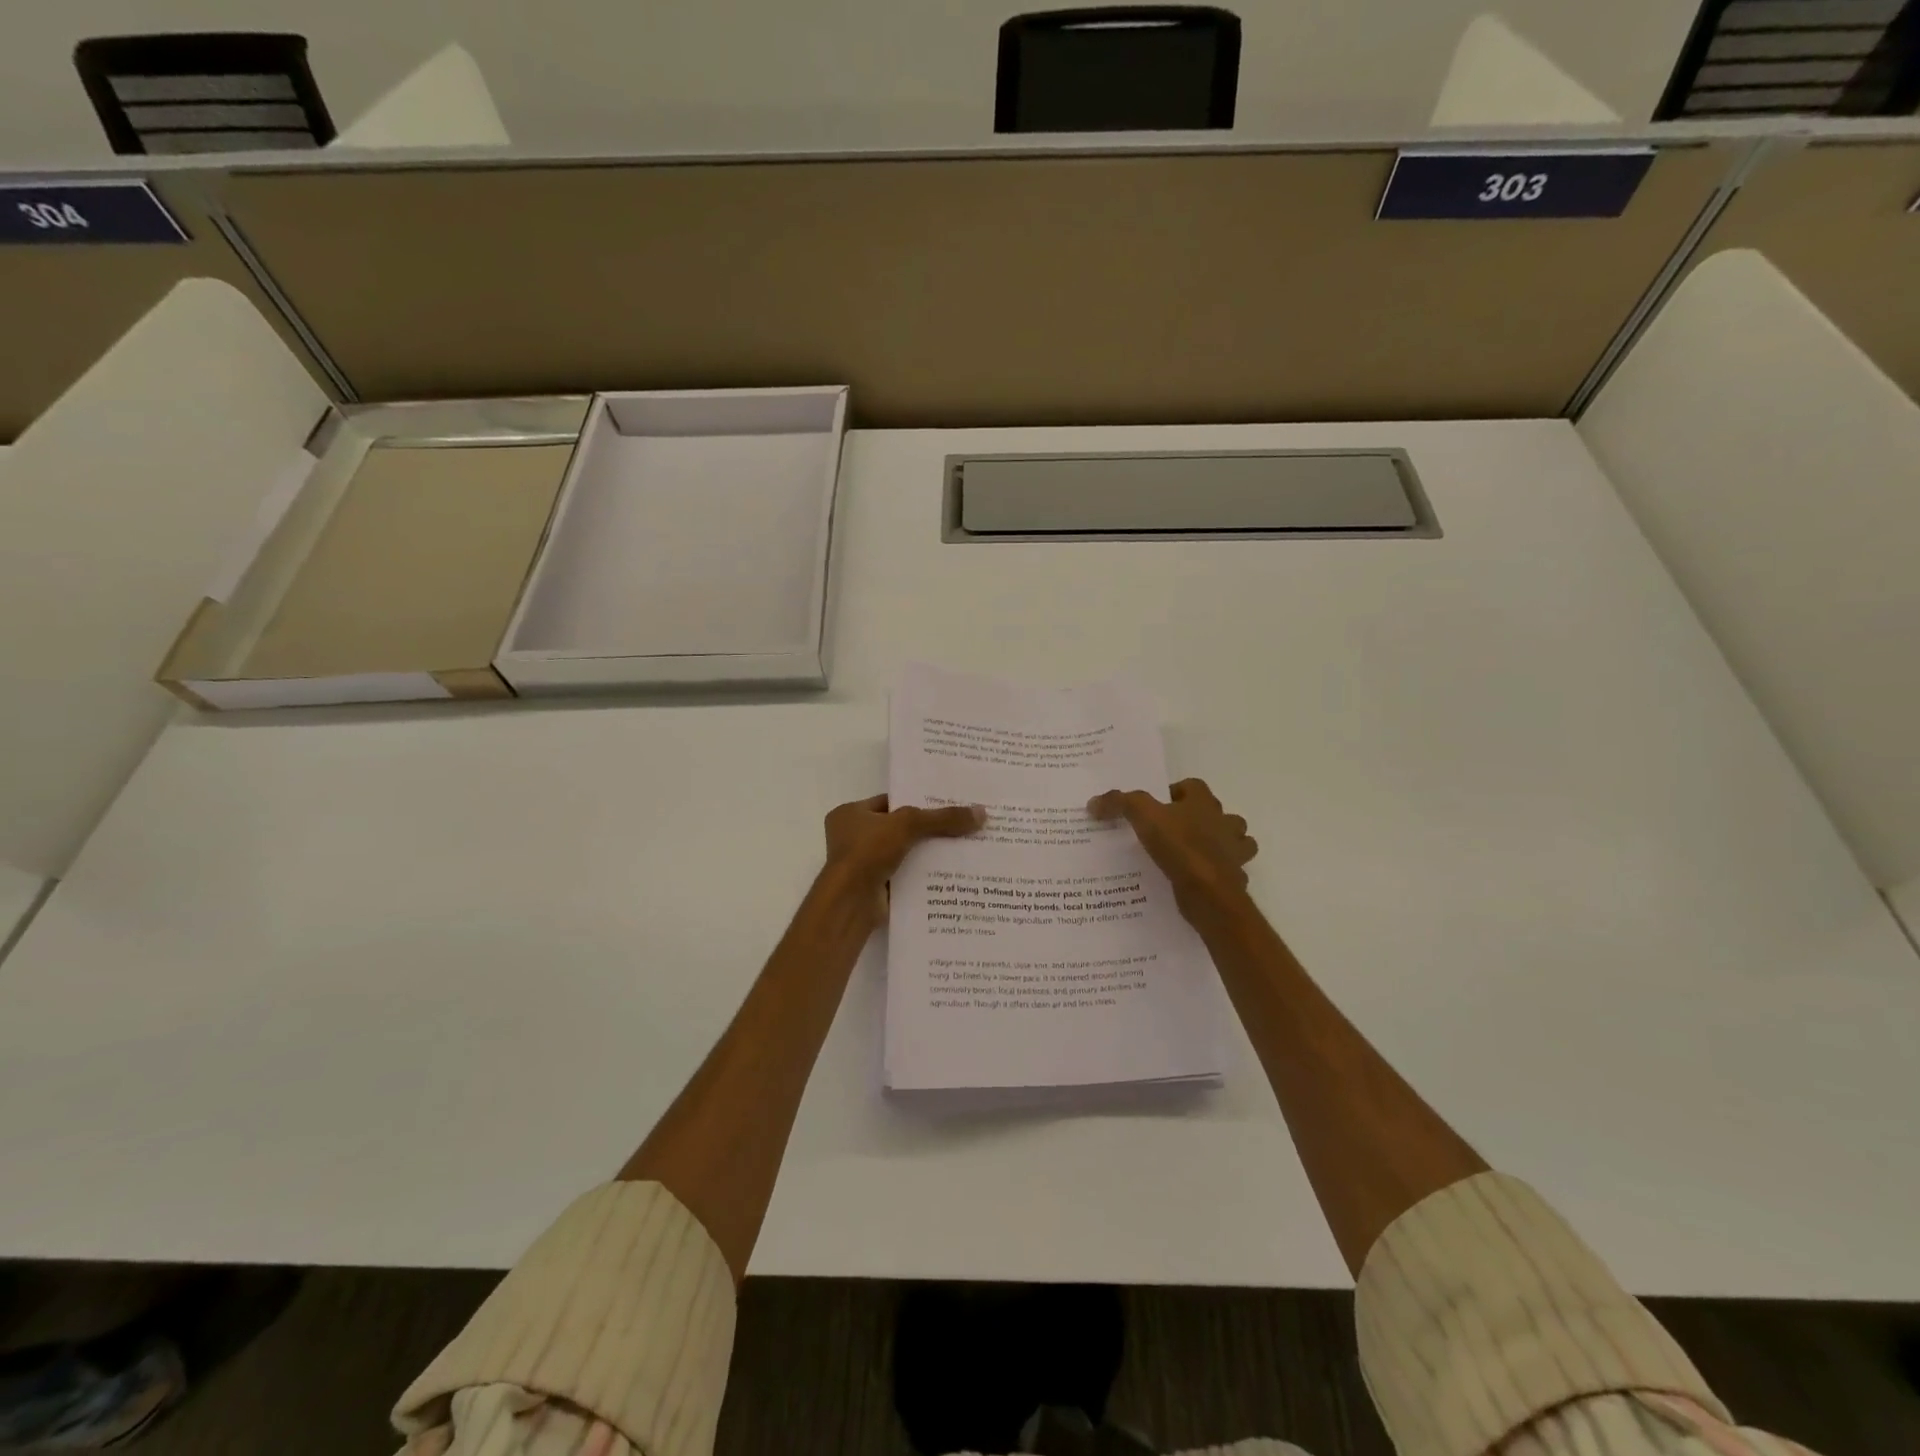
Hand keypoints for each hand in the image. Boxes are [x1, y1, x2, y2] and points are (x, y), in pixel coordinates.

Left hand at [822, 794, 984, 922]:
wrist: (851, 901)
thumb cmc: (869, 851)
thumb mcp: (908, 824)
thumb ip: (943, 818)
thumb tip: (982, 813)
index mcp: (850, 814)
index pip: (889, 802)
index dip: (916, 802)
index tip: (946, 804)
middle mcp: (852, 837)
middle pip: (898, 828)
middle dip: (925, 829)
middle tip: (959, 826)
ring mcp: (862, 864)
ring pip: (902, 852)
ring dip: (925, 853)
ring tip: (961, 848)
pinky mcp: (874, 887)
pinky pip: (903, 874)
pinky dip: (921, 873)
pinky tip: (948, 872)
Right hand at [1088, 778, 1257, 921]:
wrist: (1208, 892)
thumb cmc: (1179, 846)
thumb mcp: (1143, 817)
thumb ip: (1120, 803)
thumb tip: (1094, 802)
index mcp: (1204, 803)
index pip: (1193, 786)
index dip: (1176, 791)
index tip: (1158, 805)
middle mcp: (1225, 823)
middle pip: (1218, 813)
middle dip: (1201, 818)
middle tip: (1173, 830)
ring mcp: (1234, 851)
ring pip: (1234, 840)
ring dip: (1220, 844)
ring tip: (1191, 853)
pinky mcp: (1234, 877)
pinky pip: (1229, 870)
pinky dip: (1217, 873)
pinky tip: (1197, 879)